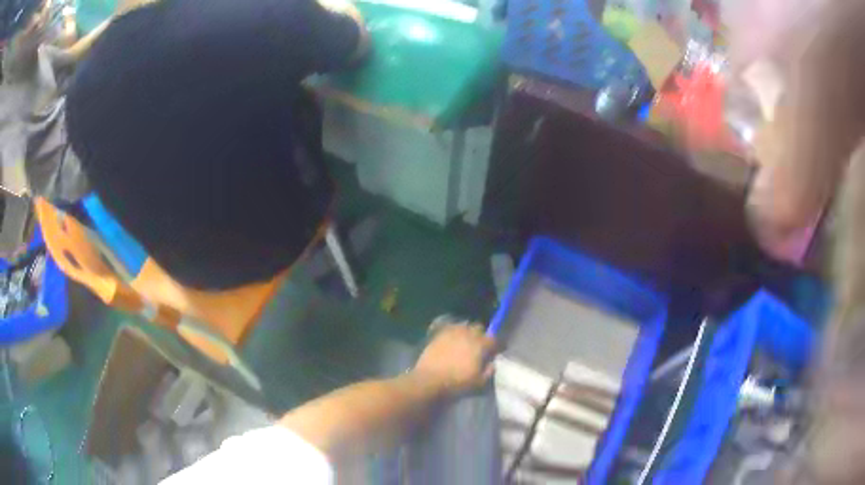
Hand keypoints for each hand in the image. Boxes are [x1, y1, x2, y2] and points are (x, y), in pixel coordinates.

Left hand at [412, 323, 496, 395]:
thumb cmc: (457, 383)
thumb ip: (489, 371)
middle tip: (480, 346)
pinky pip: (450, 329)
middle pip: (479, 328)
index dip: (498, 345)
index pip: (494, 339)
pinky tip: (452, 341)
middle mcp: (468, 334)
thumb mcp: (479, 382)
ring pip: (464, 326)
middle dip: (482, 335)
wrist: (429, 380)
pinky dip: (454, 333)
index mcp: (480, 345)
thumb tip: (492, 364)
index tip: (498, 350)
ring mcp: (452, 332)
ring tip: (465, 342)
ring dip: (467, 333)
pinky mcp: (439, 334)